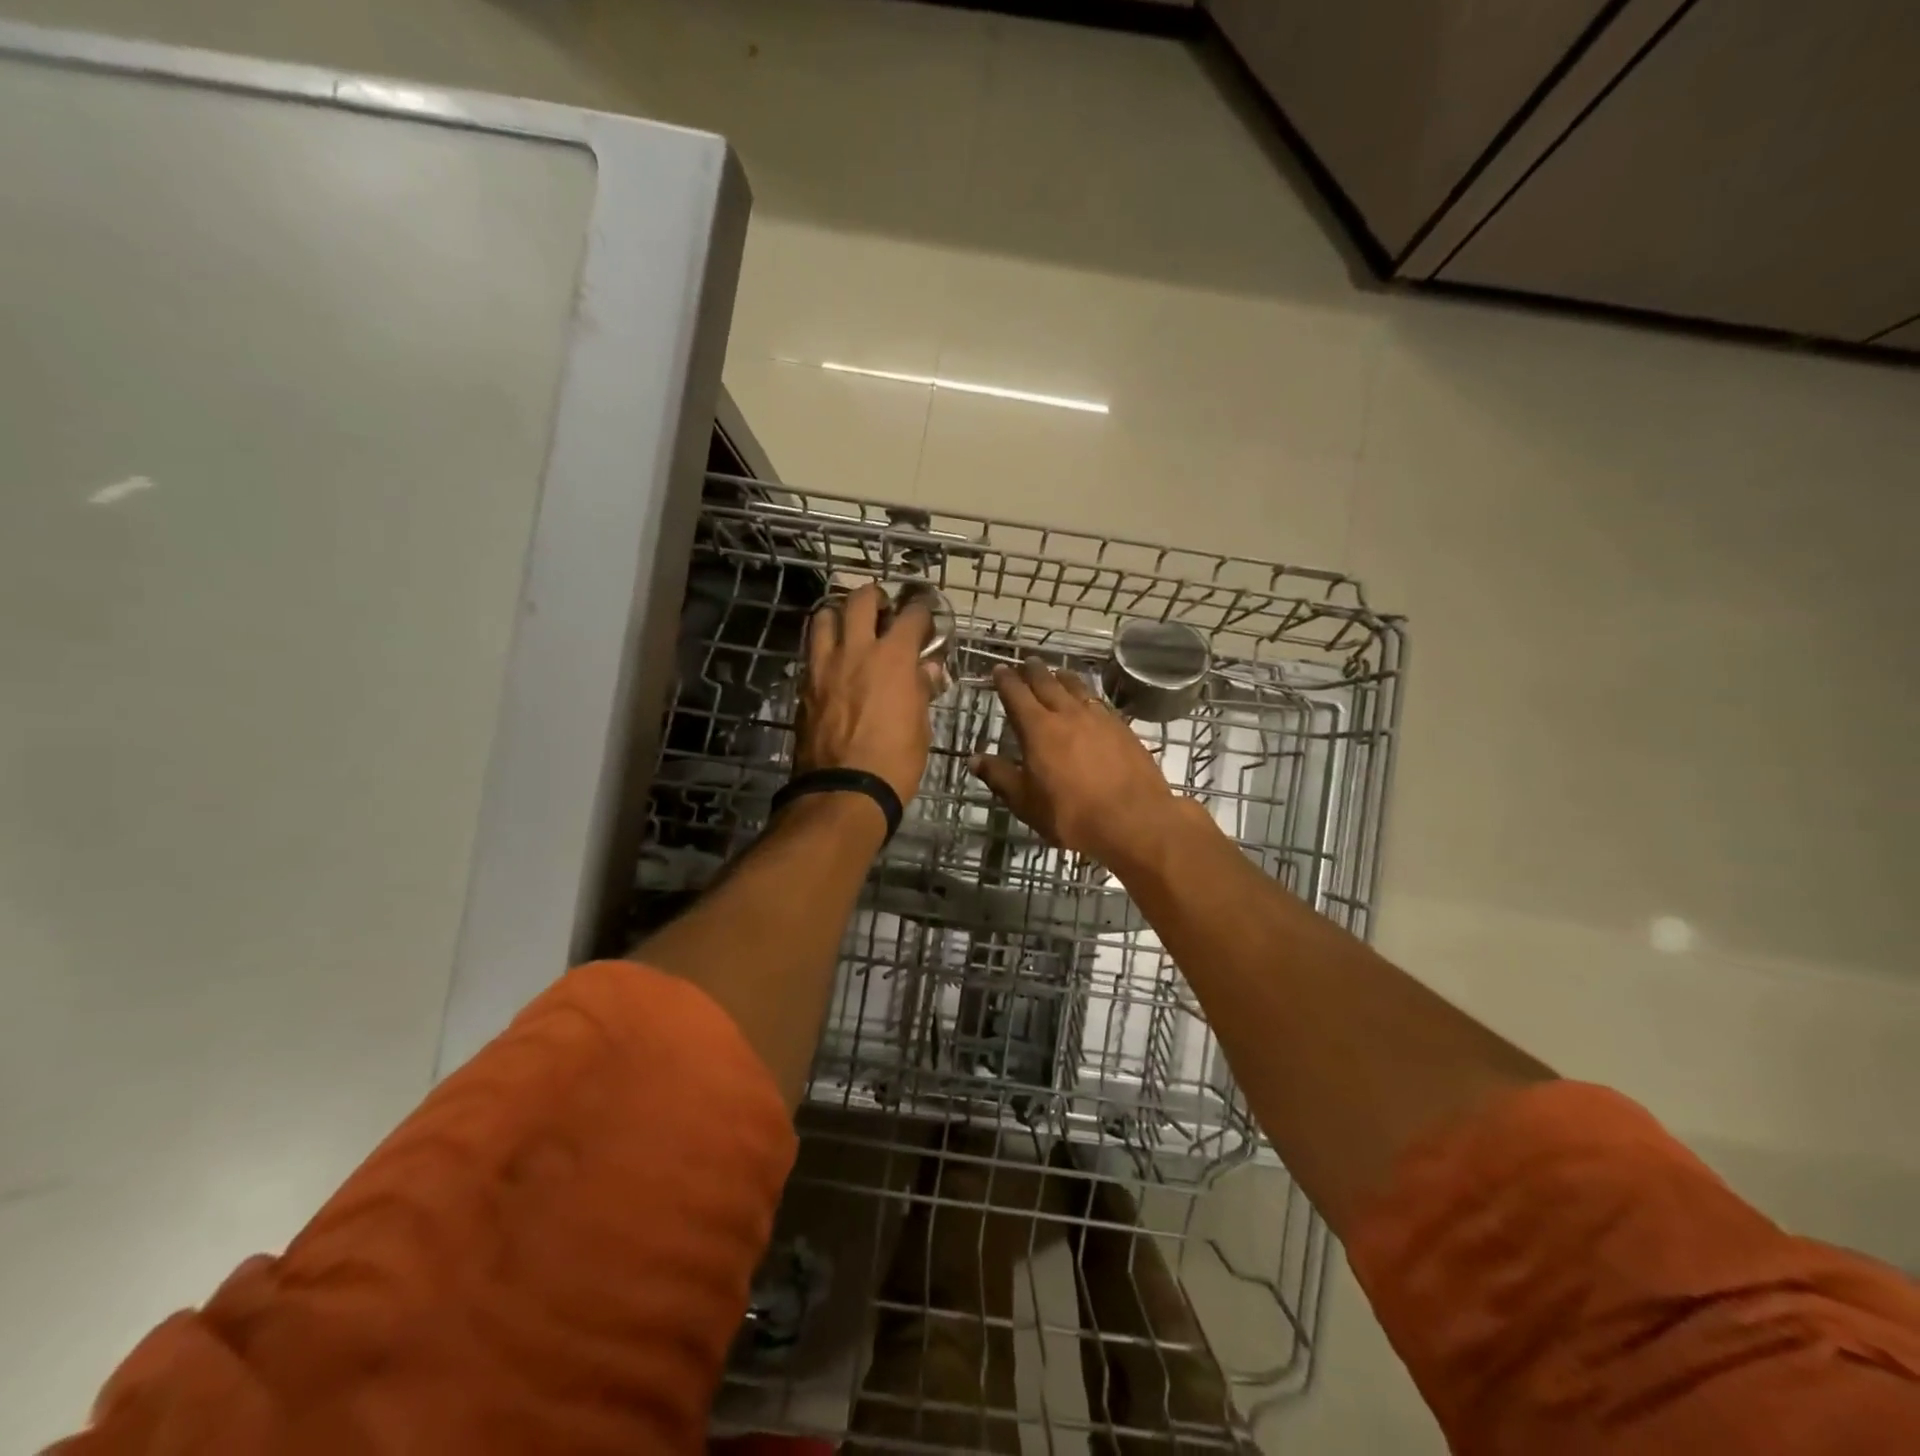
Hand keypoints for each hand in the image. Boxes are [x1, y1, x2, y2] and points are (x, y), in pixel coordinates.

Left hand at [795, 582, 942, 804]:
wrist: (844, 792)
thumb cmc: (895, 762)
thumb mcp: (920, 726)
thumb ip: (921, 689)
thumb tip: (926, 670)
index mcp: (893, 658)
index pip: (911, 615)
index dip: (922, 611)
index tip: (925, 618)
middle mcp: (856, 650)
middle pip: (860, 600)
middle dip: (875, 596)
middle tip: (884, 608)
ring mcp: (824, 665)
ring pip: (824, 616)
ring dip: (839, 614)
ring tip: (849, 627)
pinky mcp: (804, 685)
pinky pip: (811, 649)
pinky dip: (823, 644)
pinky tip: (833, 659)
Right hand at [970, 657, 1185, 868]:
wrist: (1133, 820)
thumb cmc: (1071, 815)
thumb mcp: (1025, 802)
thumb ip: (1000, 776)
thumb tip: (974, 759)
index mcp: (1039, 729)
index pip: (1016, 695)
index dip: (1005, 681)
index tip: (999, 670)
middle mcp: (1068, 714)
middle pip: (1048, 683)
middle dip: (1034, 671)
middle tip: (1026, 662)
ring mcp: (1100, 718)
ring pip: (1077, 688)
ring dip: (1063, 677)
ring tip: (1058, 673)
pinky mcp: (1123, 729)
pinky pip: (1100, 702)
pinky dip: (1088, 695)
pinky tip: (1090, 702)